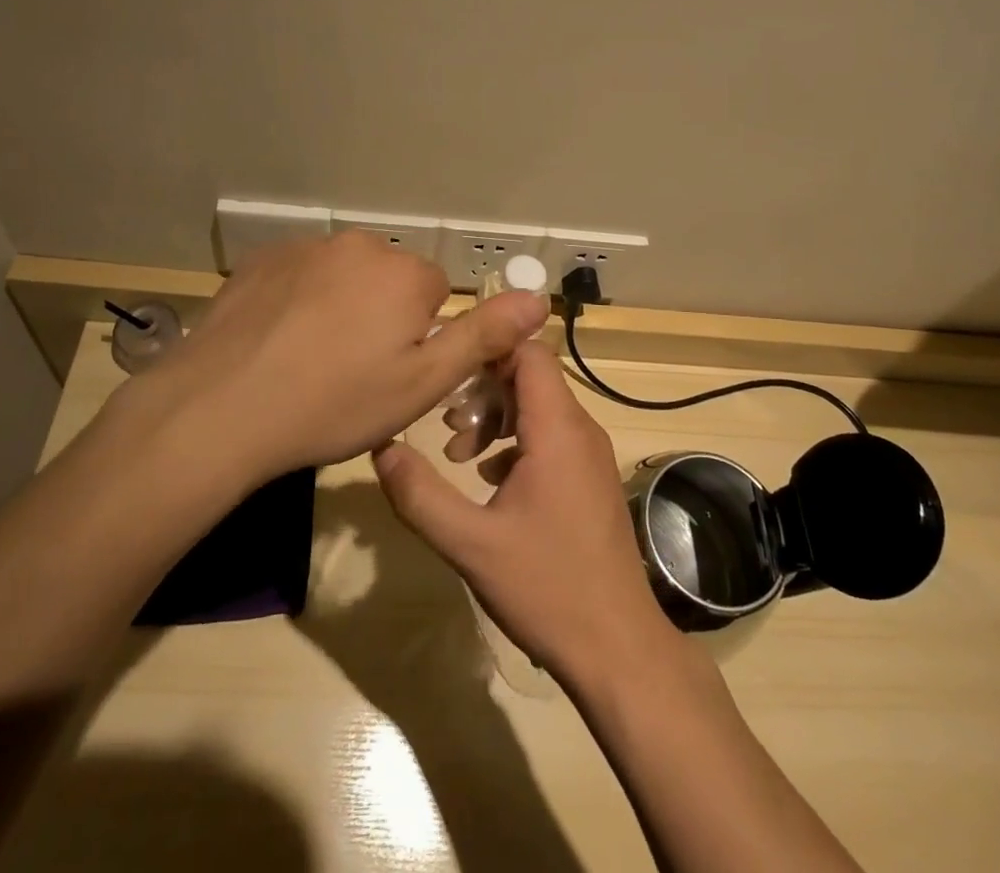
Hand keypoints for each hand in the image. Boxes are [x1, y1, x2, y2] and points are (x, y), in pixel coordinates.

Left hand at [107, 232, 548, 483]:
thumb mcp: (421, 384)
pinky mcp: (263, 258)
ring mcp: (306, 247)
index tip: (390, 372)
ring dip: (340, 305)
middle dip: (381, 315)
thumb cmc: (334, 403)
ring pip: (344, 276)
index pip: (434, 294)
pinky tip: (277, 340)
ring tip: (310, 358)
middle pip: (389, 280)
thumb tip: (539, 297)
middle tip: (351, 370)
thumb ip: (482, 336)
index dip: (418, 337)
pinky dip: (299, 299)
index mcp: (404, 274)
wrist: (222, 407)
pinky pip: (301, 274)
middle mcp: (360, 245)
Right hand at [372, 341, 674, 685]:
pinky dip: (515, 442)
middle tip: (446, 424)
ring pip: (539, 407)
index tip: (448, 372)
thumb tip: (380, 447)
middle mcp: (580, 429)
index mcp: (558, 428)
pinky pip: (550, 436)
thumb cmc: (547, 589)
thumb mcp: (470, 544)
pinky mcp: (589, 478)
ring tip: (458, 453)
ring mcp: (589, 454)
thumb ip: (420, 494)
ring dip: (496, 418)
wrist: (619, 650)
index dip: (488, 350)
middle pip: (531, 376)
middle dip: (483, 390)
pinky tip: (487, 479)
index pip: (529, 351)